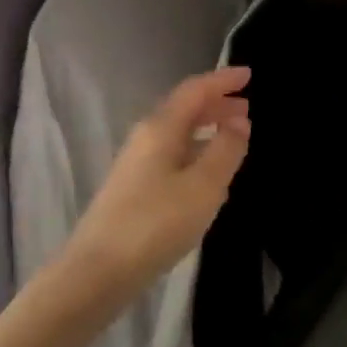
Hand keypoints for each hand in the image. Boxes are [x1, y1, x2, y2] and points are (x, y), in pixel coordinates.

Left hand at [68, 66, 251, 286]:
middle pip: (184, 109)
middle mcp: (146, 137)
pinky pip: (172, 157)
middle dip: (216, 105)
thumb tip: (240, 121)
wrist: (98, 271)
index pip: (195, 90)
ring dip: (206, 130)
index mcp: (161, 128)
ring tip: (234, 138)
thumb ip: (226, 149)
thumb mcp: (204, 186)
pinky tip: (209, 176)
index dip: (222, 80)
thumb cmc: (156, 223)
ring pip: (178, 134)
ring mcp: (137, 164)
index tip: (249, 74)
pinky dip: (195, 154)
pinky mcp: (134, 189)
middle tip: (247, 107)